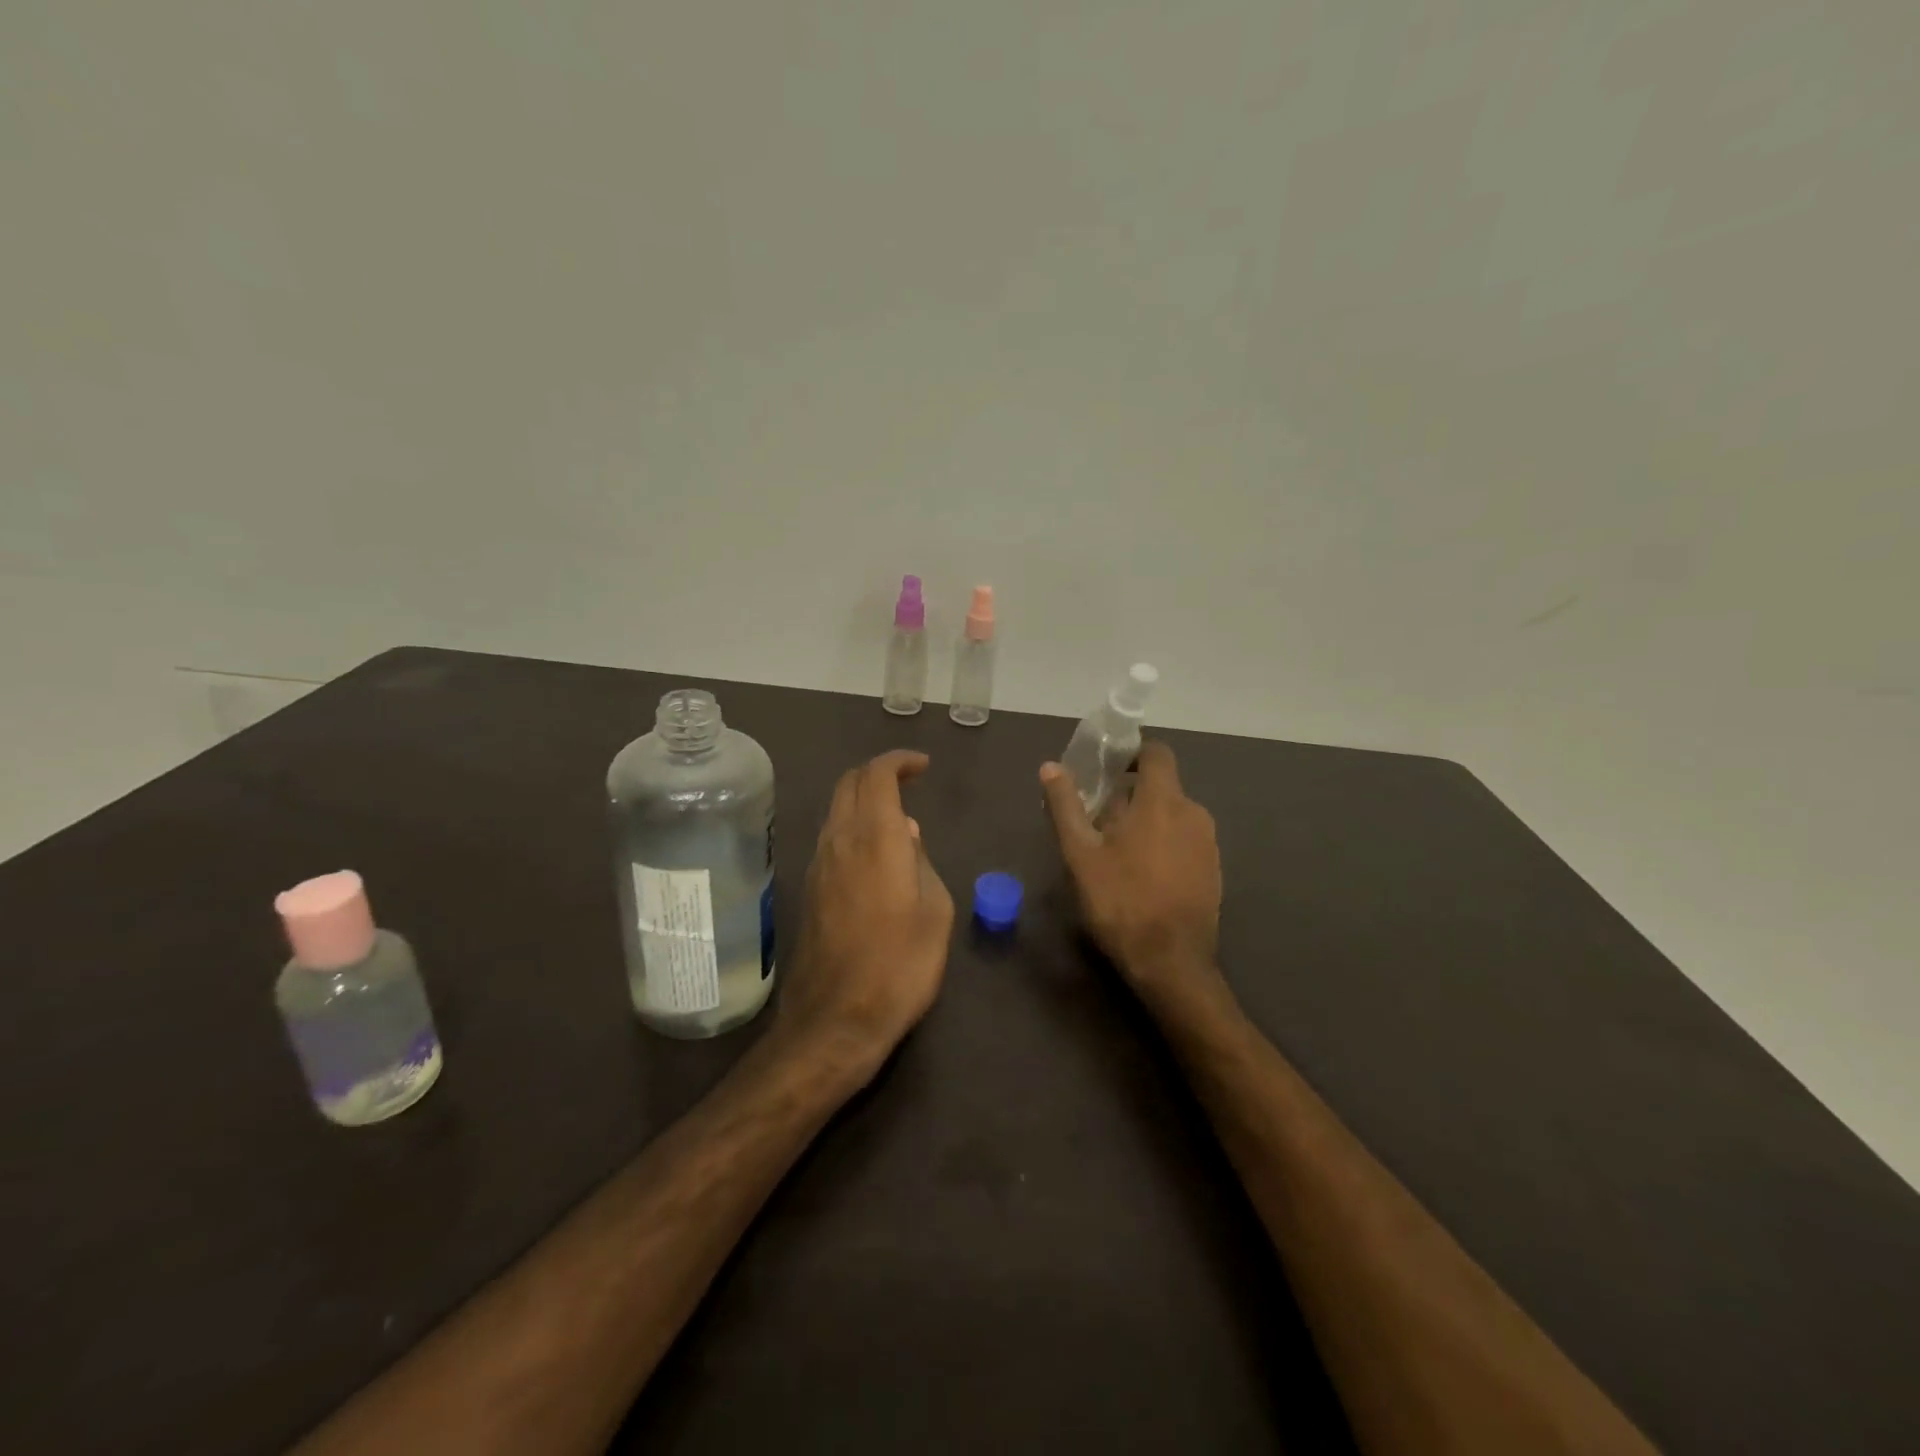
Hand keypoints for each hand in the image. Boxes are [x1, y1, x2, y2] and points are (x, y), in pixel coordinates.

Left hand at [780, 750, 954, 1078]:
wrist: (836, 1020)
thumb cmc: (900, 965)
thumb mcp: (935, 911)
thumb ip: (921, 862)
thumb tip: (906, 834)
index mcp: (875, 838)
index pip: (876, 775)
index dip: (899, 761)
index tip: (922, 766)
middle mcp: (839, 841)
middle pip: (849, 784)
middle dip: (877, 773)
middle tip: (908, 782)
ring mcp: (818, 865)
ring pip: (836, 811)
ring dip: (863, 801)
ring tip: (897, 819)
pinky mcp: (809, 890)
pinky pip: (831, 839)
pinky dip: (853, 828)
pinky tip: (875, 855)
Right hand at [1041, 741, 1223, 1004]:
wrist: (1171, 962)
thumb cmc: (1120, 901)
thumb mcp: (1080, 854)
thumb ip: (1066, 806)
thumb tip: (1050, 766)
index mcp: (1163, 800)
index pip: (1156, 753)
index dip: (1132, 754)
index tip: (1107, 769)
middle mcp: (1193, 812)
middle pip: (1162, 786)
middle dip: (1131, 795)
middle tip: (1099, 821)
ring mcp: (1208, 842)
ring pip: (1173, 815)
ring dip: (1147, 821)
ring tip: (1117, 851)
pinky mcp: (1214, 869)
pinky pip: (1185, 840)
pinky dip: (1164, 843)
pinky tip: (1143, 874)